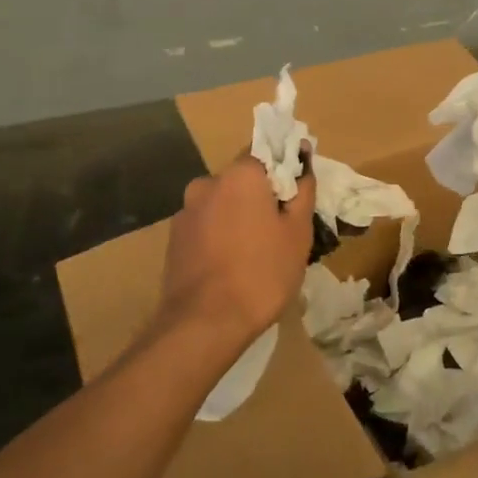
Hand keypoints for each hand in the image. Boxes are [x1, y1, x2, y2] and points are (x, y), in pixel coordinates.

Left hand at [155, 156, 316, 353]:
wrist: (204, 322)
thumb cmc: (262, 273)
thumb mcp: (297, 233)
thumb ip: (302, 191)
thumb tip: (303, 161)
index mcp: (240, 174)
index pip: (265, 154)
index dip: (284, 171)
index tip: (296, 196)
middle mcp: (207, 183)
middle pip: (242, 180)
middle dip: (260, 198)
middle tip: (280, 231)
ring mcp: (186, 211)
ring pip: (221, 204)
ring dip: (237, 218)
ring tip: (254, 254)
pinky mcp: (174, 238)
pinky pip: (205, 226)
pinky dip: (218, 237)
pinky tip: (229, 266)